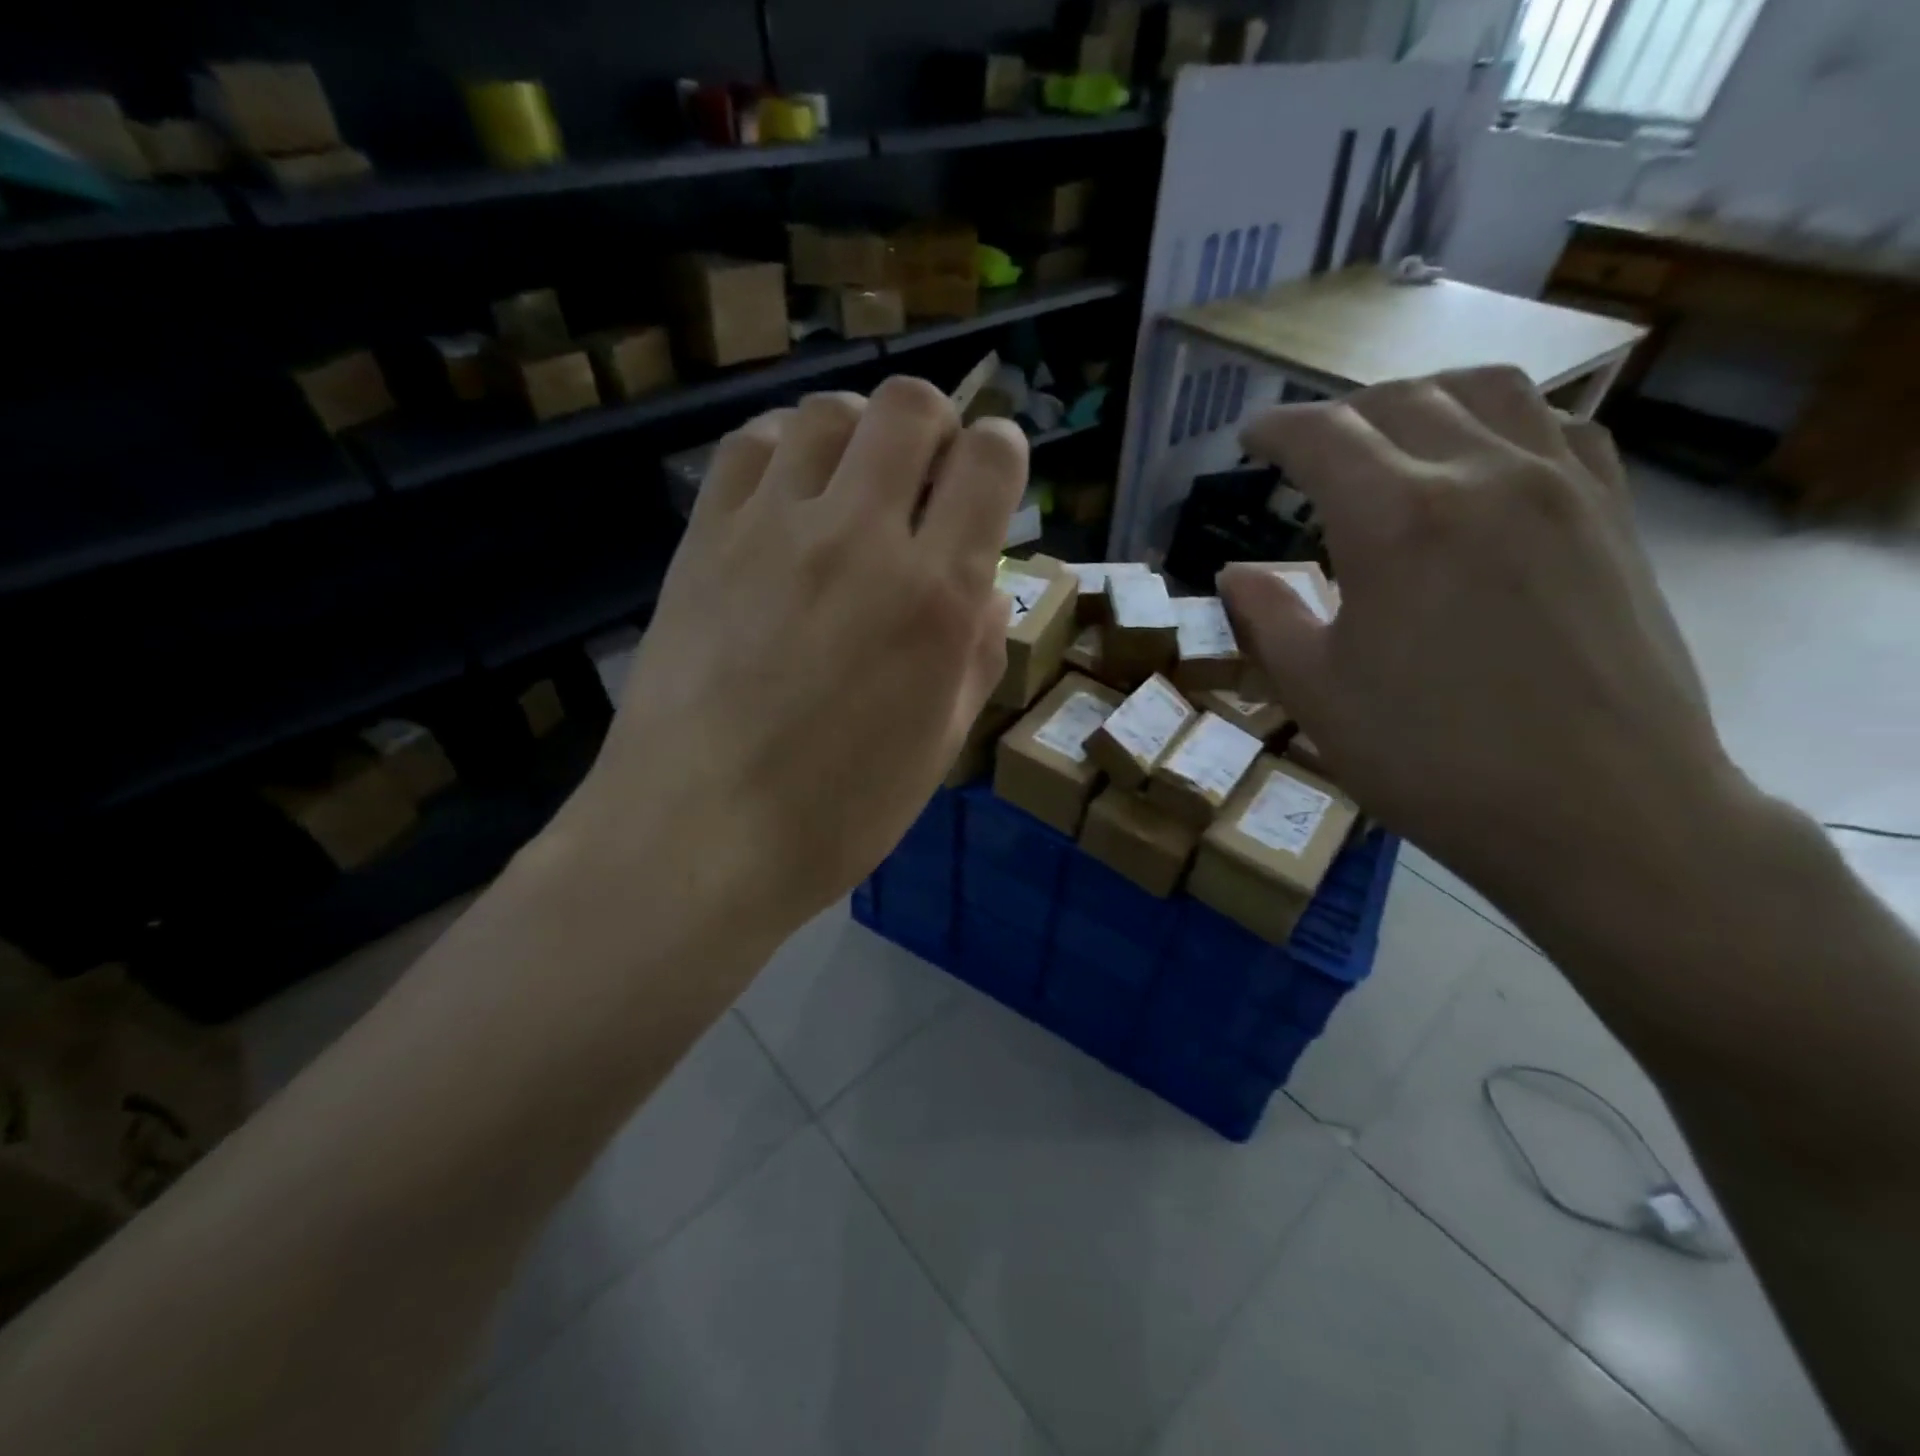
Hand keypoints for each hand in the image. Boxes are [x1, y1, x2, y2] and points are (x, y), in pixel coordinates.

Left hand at [565, 378, 1026, 929]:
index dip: (1002, 452)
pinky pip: (751, 445)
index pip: (989, 460)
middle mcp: (860, 538)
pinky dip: (785, 448)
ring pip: (829, 412)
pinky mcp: (706, 536)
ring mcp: (774, 528)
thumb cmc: (838, 813)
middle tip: (926, 475)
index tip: (990, 478)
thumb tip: (982, 588)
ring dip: (860, 432)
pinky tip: (789, 493)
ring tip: (854, 484)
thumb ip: (976, 652)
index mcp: (935, 596)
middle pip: (910, 406)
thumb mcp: (940, 745)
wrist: (697, 836)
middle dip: (935, 424)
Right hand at [1218, 367, 1742, 903]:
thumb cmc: (1432, 758)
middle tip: (1307, 449)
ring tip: (1390, 436)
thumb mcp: (1317, 693)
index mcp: (1396, 519)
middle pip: (1400, 400)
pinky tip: (1483, 460)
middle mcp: (1482, 475)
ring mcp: (1562, 487)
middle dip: (1339, 414)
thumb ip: (1267, 617)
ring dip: (1420, 399)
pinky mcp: (1612, 516)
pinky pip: (1556, 427)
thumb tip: (1235, 574)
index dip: (1276, 429)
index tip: (1250, 437)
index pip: (1323, 436)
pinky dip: (1501, 420)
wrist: (1601, 813)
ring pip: (1486, 392)